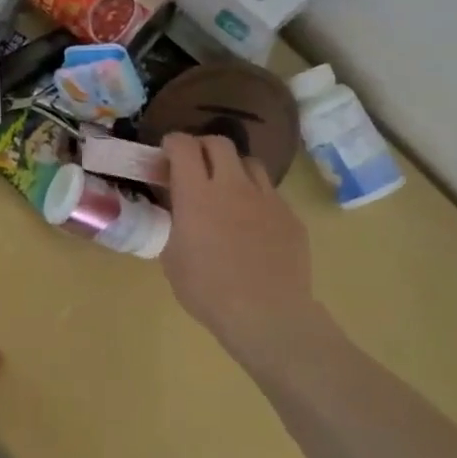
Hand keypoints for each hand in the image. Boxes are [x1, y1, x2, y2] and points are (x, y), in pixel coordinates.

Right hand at [160, 133, 318, 346]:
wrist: (266, 315)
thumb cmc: (207, 289)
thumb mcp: (172, 256)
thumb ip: (173, 224)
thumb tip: (176, 211)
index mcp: (196, 193)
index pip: (184, 146)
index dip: (173, 143)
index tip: (166, 153)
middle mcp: (233, 186)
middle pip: (220, 143)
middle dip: (203, 147)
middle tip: (194, 165)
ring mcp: (267, 199)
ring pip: (250, 163)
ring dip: (233, 168)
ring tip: (226, 190)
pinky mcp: (290, 217)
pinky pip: (270, 194)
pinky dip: (255, 198)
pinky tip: (251, 225)